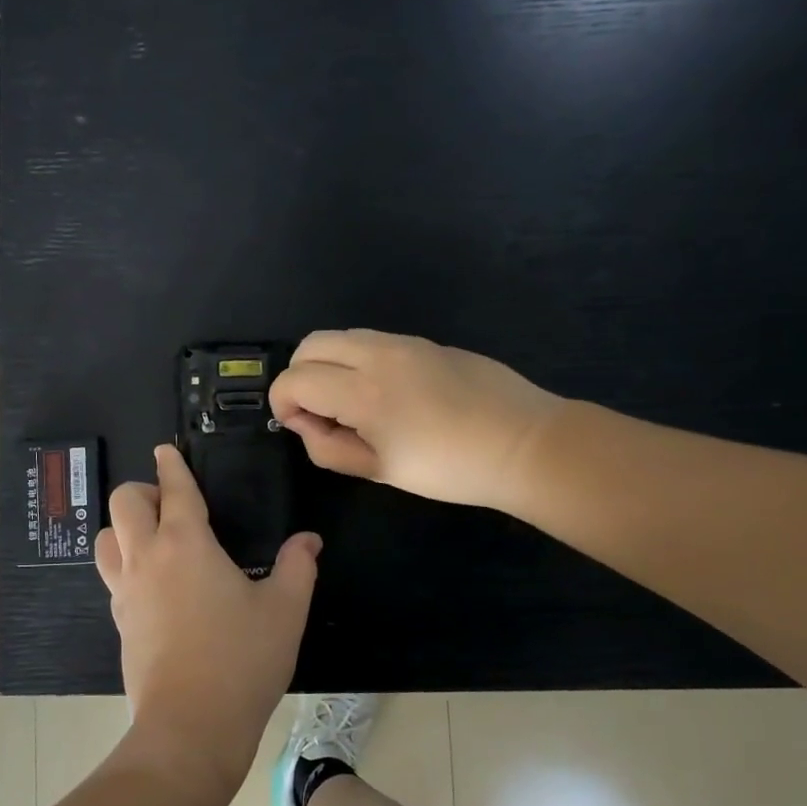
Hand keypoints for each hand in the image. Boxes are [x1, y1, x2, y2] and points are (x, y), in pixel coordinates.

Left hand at [94, 445, 320, 800]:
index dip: (171, 465)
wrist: (190, 726)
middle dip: (143, 491)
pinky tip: (151, 583)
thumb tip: (308, 540)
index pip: (174, 489)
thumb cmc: (242, 660)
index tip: (166, 451)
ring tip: (152, 540)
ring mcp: (126, 590)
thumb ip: (298, 566)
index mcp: (186, 543)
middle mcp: (147, 557)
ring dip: (123, 527)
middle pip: (124, 502)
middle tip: (169, 504)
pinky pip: (111, 575)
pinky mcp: (119, 620)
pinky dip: (124, 563)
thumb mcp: (285, 610)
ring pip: (105, 538)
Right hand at [270, 329, 564, 509]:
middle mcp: (376, 353)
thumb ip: (329, 448)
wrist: (524, 443)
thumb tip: (304, 424)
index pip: (294, 379)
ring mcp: (403, 342)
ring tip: (349, 403)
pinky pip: (372, 340)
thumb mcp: (380, 469)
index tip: (299, 427)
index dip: (282, 404)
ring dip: (328, 364)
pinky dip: (356, 359)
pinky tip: (383, 393)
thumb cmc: (449, 467)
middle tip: (317, 412)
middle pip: (309, 344)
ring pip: (341, 336)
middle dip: (299, 375)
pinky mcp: (425, 341)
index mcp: (362, 391)